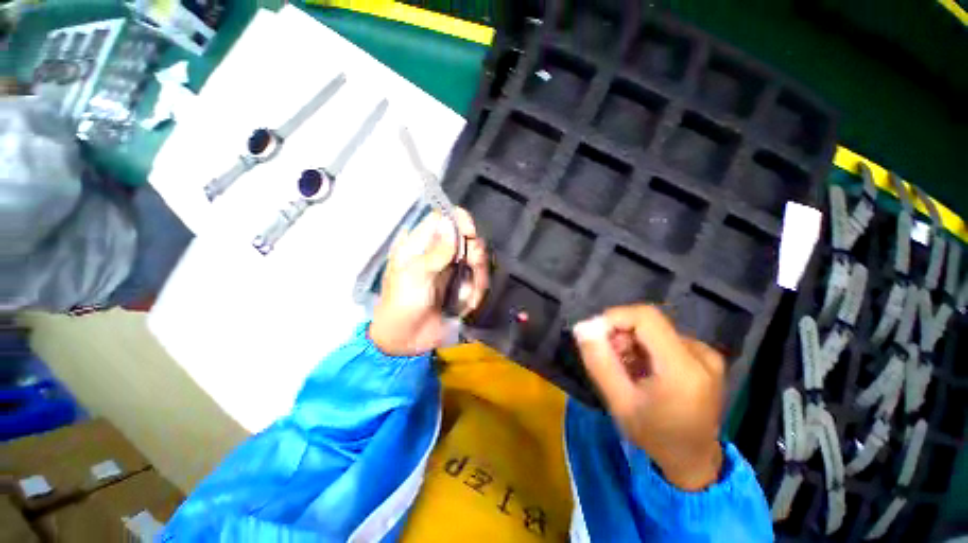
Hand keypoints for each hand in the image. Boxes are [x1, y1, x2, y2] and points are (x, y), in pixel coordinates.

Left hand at [370, 208, 488, 355]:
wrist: (406, 340)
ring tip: (468, 294)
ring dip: (478, 275)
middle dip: (474, 252)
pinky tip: (468, 303)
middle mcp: (439, 252)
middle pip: (467, 238)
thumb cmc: (402, 303)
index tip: (471, 233)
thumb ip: (436, 252)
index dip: (460, 220)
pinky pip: (479, 280)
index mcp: (421, 244)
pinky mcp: (462, 286)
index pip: (444, 219)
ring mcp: (453, 269)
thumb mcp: (415, 276)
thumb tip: (451, 223)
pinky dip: (477, 291)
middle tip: (474, 263)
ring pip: (477, 260)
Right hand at [573, 305, 724, 490]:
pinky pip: (667, 338)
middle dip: (621, 334)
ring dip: (632, 342)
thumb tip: (582, 327)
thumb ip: (598, 361)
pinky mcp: (707, 357)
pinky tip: (643, 369)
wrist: (693, 460)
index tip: (595, 334)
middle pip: (650, 323)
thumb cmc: (653, 435)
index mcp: (683, 369)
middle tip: (609, 358)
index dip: (616, 317)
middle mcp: (702, 355)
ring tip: (625, 368)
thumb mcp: (618, 402)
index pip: (646, 318)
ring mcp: (708, 355)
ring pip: (656, 330)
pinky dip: (646, 348)